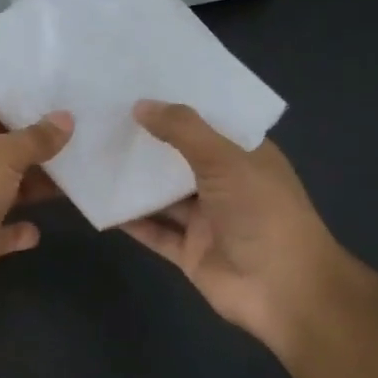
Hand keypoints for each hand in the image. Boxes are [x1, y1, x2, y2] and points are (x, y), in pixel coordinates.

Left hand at [0, 103, 71, 308]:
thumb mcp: (2, 154)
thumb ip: (35, 138)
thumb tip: (66, 118)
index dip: (25, 107)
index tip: (64, 103)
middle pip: (8, 152)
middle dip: (41, 149)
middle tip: (87, 139)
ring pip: (12, 190)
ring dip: (39, 187)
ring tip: (82, 177)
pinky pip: (7, 231)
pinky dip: (22, 231)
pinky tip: (41, 229)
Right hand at [121, 101, 370, 351]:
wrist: (285, 292)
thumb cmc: (263, 214)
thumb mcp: (225, 160)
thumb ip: (183, 130)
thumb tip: (140, 105)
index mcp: (245, 157)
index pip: (208, 122)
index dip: (177, 105)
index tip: (139, 85)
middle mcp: (225, 185)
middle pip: (179, 157)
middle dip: (148, 139)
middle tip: (103, 115)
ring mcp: (206, 221)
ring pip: (162, 195)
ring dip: (133, 178)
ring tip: (92, 152)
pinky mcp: (189, 252)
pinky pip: (153, 231)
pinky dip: (128, 219)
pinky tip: (97, 200)